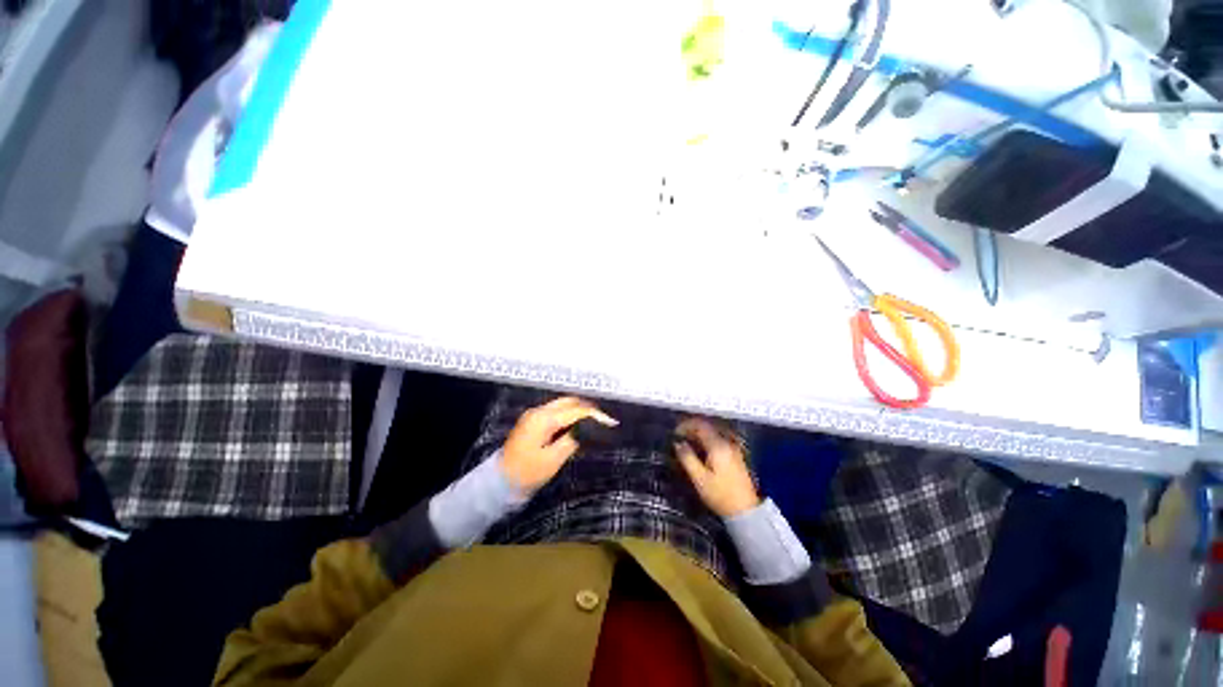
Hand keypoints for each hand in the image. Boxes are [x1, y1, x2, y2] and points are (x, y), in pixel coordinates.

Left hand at [500, 396, 616, 492]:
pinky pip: (556, 411)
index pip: (575, 410)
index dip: (594, 415)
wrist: (500, 482)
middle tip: (604, 419)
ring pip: (562, 404)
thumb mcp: (553, 459)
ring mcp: (534, 414)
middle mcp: (538, 411)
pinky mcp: (533, 421)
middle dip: (588, 407)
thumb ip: (573, 439)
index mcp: (543, 419)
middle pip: (568, 401)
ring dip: (579, 409)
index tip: (610, 422)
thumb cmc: (527, 472)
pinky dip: (570, 413)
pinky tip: (579, 423)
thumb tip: (589, 427)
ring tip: (595, 420)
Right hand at [675, 418, 759, 517]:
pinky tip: (701, 449)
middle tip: (680, 437)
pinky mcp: (736, 455)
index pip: (700, 426)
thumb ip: (687, 458)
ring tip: (688, 442)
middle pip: (708, 427)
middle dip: (692, 428)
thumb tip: (678, 444)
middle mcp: (727, 442)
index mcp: (718, 446)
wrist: (745, 510)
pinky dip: (708, 440)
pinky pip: (719, 439)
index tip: (675, 432)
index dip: (686, 425)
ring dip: (700, 434)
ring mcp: (734, 448)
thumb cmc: (720, 495)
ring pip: (714, 432)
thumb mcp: (699, 478)